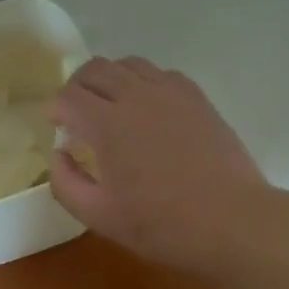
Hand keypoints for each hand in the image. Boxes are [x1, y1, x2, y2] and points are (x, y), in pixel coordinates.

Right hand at [49, 56, 275, 279]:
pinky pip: (161, 73)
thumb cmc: (162, 224)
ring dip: (111, 79)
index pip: (68, 96)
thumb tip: (60, 154)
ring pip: (128, 64)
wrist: (233, 223)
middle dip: (77, 86)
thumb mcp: (99, 216)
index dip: (56, 110)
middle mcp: (135, 97)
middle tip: (79, 114)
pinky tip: (149, 109)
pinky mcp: (196, 98)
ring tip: (113, 106)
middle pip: (94, 68)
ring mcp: (169, 93)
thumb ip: (65, 183)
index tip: (60, 129)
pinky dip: (145, 83)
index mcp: (107, 124)